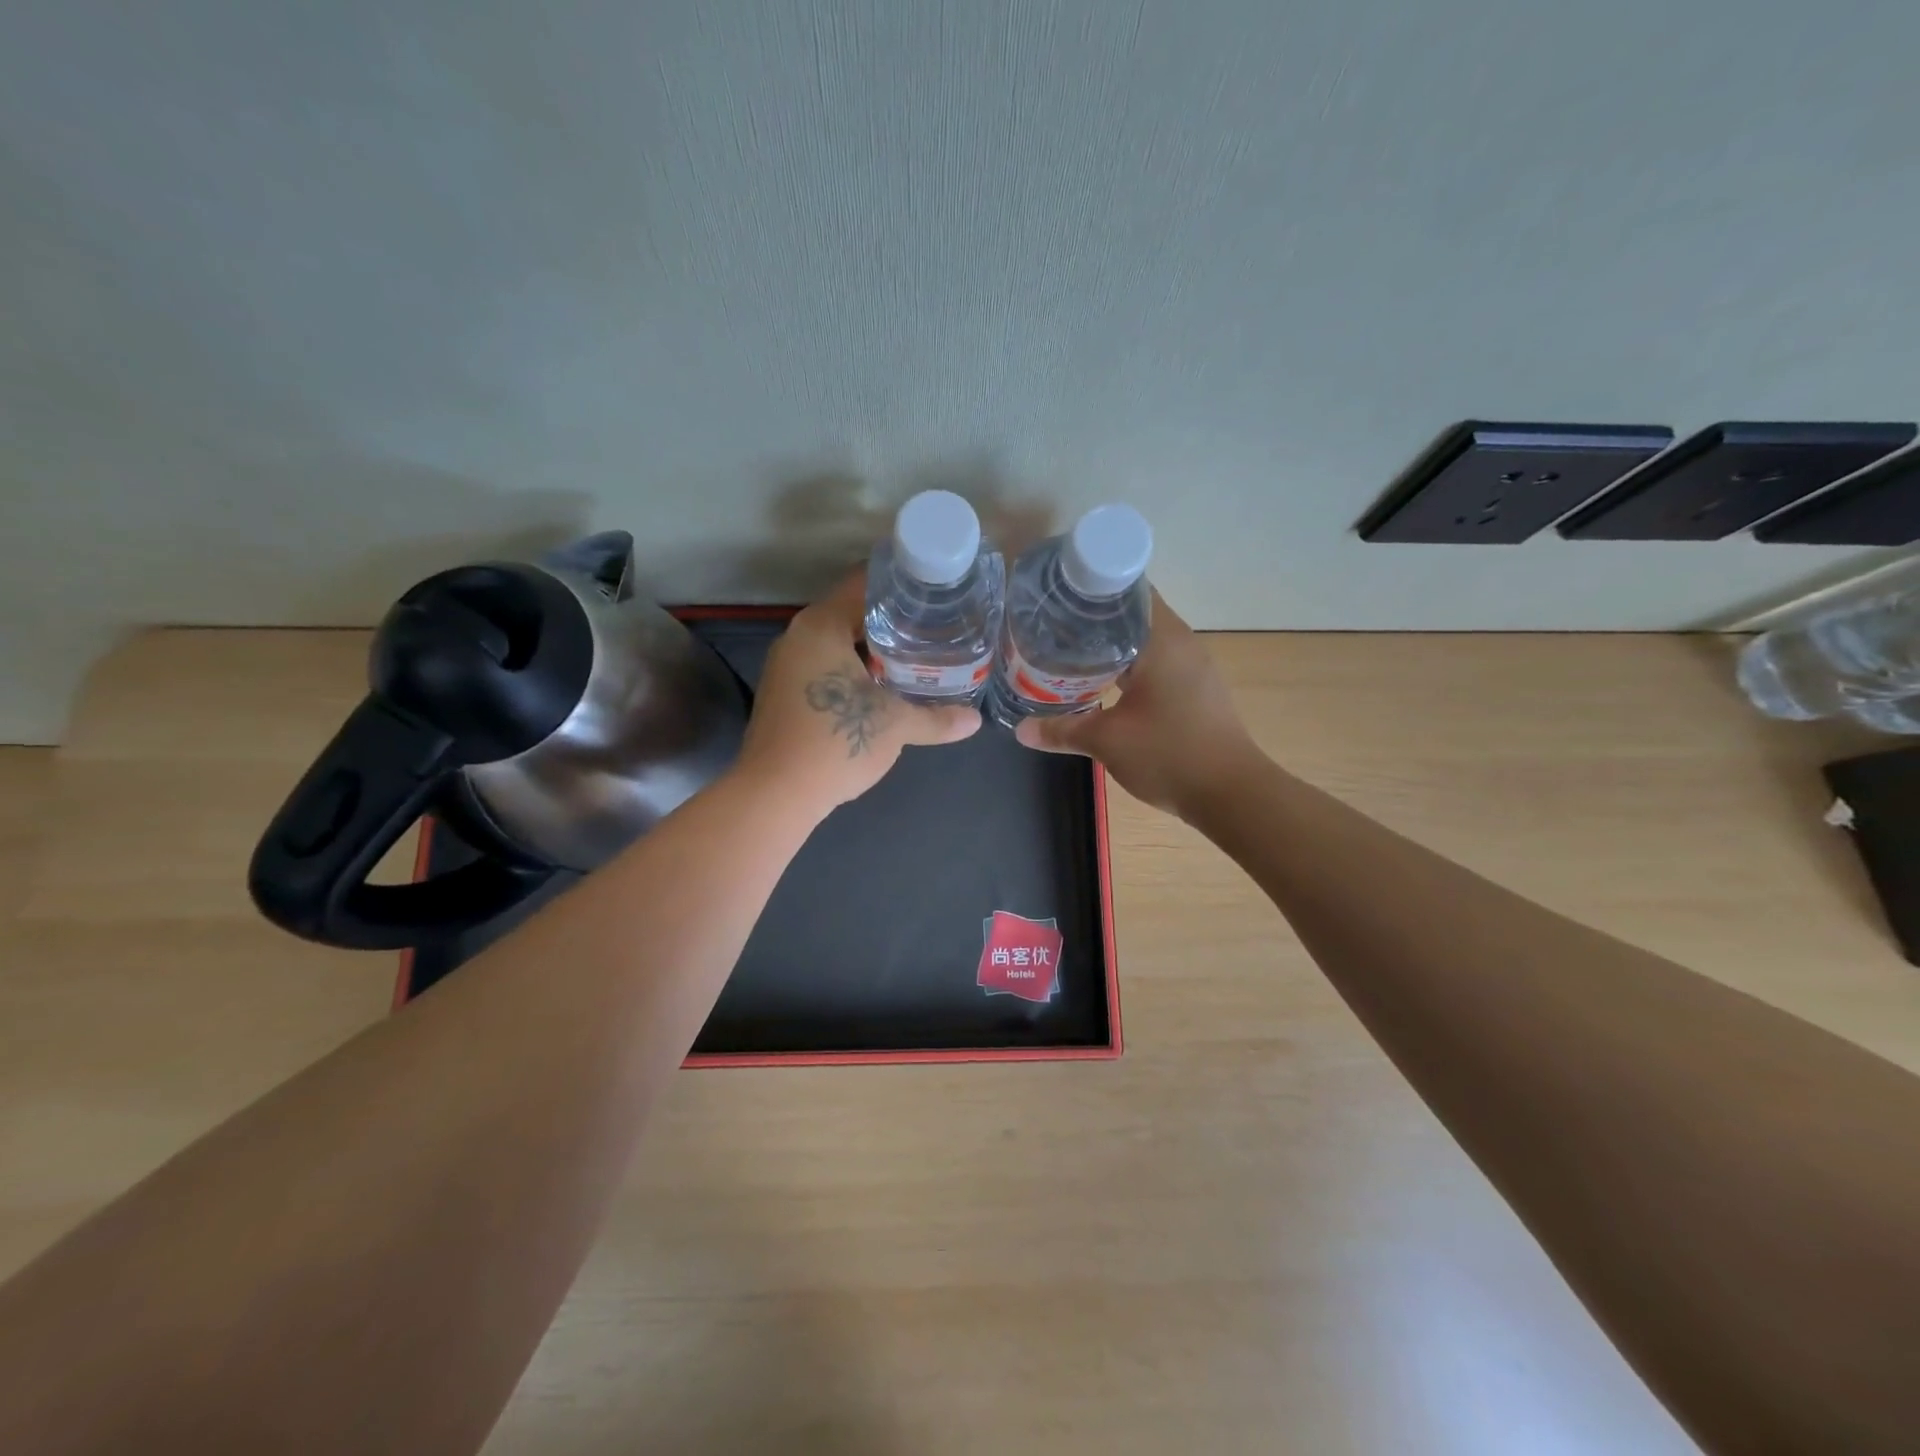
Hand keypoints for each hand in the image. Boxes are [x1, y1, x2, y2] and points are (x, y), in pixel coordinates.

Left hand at [737, 573, 981, 812]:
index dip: (902, 584)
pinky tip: (882, 687)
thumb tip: (975, 721)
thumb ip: (937, 718)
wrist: (775, 794)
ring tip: (916, 654)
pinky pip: (825, 666)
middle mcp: (798, 636)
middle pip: (852, 612)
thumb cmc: (835, 742)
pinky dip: (853, 669)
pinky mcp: (783, 693)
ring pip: (838, 643)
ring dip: (873, 648)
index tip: (934, 591)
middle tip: (935, 625)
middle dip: (893, 620)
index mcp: (821, 626)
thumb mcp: (896, 726)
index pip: (864, 583)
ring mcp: (786, 666)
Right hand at [1014, 592, 1260, 818]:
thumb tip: (1021, 730)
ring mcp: (1194, 666)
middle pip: (1133, 613)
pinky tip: (1104, 681)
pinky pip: (1157, 661)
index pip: (1126, 590)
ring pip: (1146, 639)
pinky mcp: (1197, 689)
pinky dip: (1130, 664)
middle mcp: (1182, 643)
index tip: (1057, 596)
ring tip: (1069, 651)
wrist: (1231, 794)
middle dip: (1094, 618)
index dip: (1090, 589)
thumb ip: (1062, 730)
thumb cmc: (1169, 754)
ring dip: (1112, 643)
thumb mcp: (1107, 741)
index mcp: (1162, 639)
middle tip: (1052, 626)